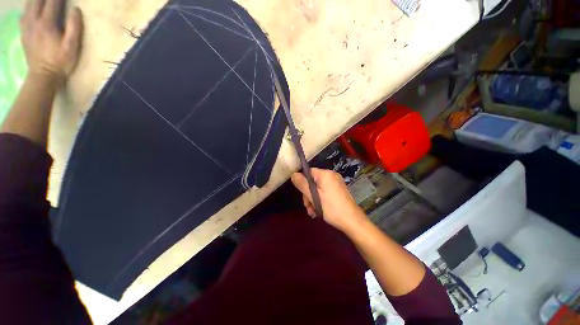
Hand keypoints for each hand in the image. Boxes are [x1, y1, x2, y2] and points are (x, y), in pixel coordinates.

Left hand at [20, 0, 82, 82]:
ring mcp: (26, 27)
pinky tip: (32, 9)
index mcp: (47, 23)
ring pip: (29, 5)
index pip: (53, 2)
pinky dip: (28, 9)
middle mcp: (34, 21)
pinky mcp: (24, 33)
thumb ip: (74, 27)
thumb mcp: (72, 47)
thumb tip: (75, 10)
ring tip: (43, 1)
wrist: (43, 76)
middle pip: (38, 1)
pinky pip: (23, 15)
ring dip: (36, 1)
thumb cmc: (61, 62)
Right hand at [291, 168, 366, 232]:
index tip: (303, 196)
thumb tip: (293, 174)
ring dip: (313, 199)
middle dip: (308, 194)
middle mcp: (331, 175)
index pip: (308, 172)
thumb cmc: (332, 208)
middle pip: (313, 181)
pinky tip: (319, 211)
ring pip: (318, 188)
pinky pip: (325, 191)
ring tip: (313, 212)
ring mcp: (336, 182)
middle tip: (308, 207)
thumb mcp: (314, 196)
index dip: (303, 183)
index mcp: (325, 174)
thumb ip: (302, 184)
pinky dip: (320, 200)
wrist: (353, 221)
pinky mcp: (339, 190)